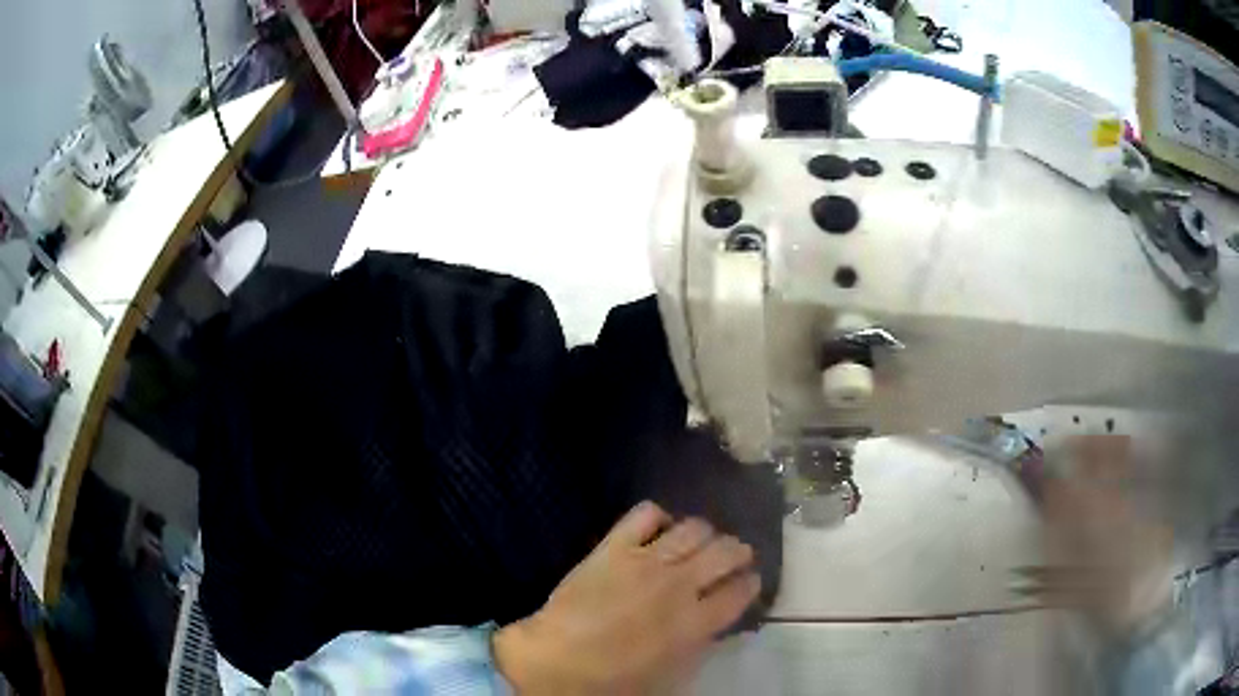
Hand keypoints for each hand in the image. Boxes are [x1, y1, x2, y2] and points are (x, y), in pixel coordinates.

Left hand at [494, 502, 760, 693]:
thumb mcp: (672, 673)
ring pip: (695, 528)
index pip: (740, 590)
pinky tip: (659, 528)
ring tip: (700, 542)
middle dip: (738, 552)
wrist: (557, 660)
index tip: (749, 581)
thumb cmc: (615, 680)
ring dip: (705, 534)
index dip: (750, 583)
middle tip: (735, 557)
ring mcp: (647, 560)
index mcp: (696, 622)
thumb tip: (715, 622)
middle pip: (727, 551)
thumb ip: (701, 644)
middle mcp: (680, 584)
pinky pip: (645, 513)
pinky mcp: (614, 546)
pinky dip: (659, 516)